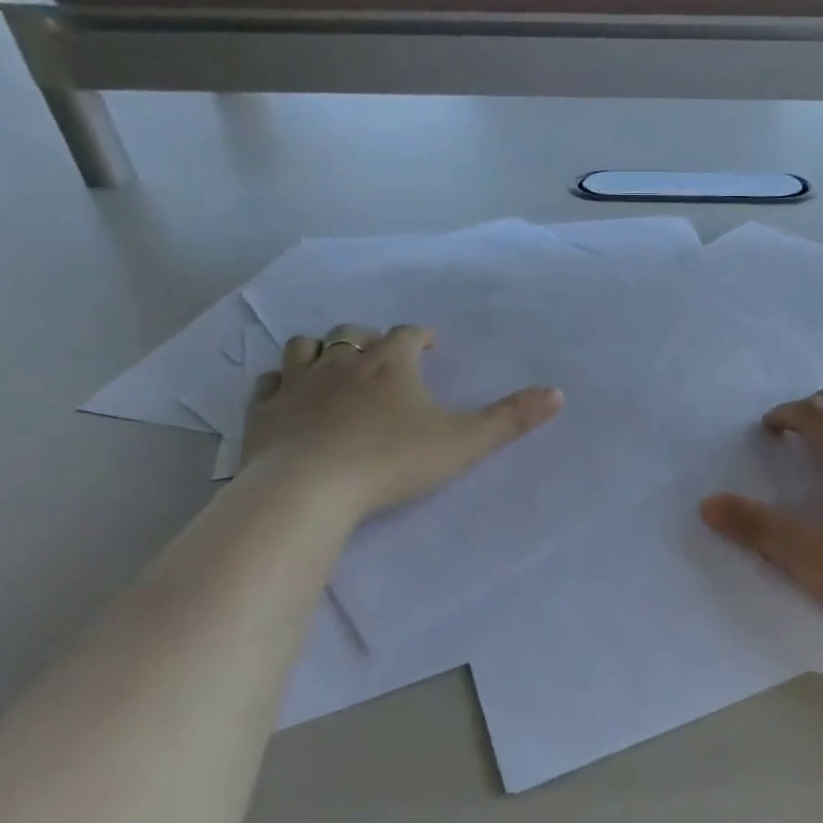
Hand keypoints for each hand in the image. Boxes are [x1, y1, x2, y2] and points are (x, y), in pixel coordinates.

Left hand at [242, 323, 562, 519]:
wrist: (309, 489)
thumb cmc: (391, 461)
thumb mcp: (463, 442)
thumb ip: (510, 419)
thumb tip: (558, 393)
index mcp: (390, 364)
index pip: (407, 334)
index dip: (420, 336)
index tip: (429, 345)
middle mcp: (342, 362)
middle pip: (354, 333)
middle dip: (371, 338)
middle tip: (383, 355)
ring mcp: (297, 384)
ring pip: (305, 346)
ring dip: (322, 348)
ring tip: (334, 363)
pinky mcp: (264, 411)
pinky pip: (269, 381)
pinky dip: (282, 380)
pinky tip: (288, 392)